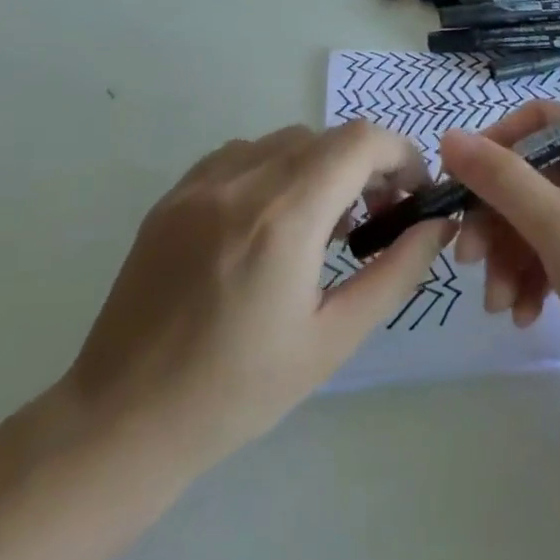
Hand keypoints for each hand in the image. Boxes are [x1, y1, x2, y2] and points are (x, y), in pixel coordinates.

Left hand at [61, 120, 451, 478]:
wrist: (121, 422)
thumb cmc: (238, 391)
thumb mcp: (335, 338)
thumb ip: (397, 271)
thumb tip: (439, 224)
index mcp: (284, 220)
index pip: (361, 141)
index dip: (401, 155)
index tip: (413, 194)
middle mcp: (241, 185)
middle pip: (329, 137)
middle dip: (368, 165)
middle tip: (377, 219)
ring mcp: (200, 185)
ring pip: (287, 141)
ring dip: (323, 166)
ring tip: (323, 225)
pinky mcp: (173, 196)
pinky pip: (243, 154)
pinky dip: (277, 170)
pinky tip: (272, 221)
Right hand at [439, 102, 559, 432]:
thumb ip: (501, 179)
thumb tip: (450, 135)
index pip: (537, 120)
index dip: (493, 146)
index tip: (459, 187)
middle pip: (530, 174)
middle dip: (496, 219)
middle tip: (468, 261)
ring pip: (536, 218)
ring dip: (509, 257)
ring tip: (498, 304)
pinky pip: (553, 252)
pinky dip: (532, 277)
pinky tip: (523, 315)